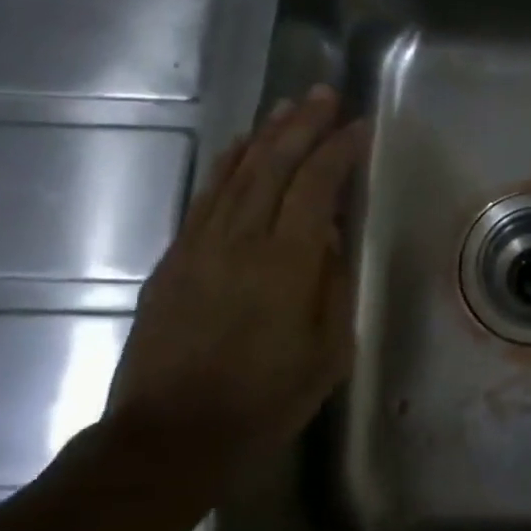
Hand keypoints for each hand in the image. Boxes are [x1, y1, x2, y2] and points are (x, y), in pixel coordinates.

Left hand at [104, 86, 368, 476]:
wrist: (171, 437)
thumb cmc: (265, 401)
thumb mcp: (328, 352)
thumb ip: (332, 284)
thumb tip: (327, 234)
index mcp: (286, 264)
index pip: (317, 186)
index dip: (340, 150)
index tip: (360, 125)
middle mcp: (240, 242)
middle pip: (274, 165)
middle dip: (302, 124)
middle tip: (324, 94)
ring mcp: (200, 247)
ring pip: (236, 174)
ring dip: (265, 135)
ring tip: (288, 107)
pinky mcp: (174, 260)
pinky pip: (205, 198)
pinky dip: (227, 165)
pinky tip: (240, 148)